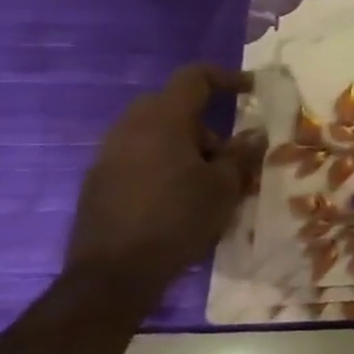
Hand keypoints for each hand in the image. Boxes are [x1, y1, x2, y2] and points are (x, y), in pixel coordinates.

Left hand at [65, 64, 261, 288]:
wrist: (114, 275)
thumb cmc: (179, 219)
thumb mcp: (225, 187)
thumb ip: (241, 154)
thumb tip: (254, 134)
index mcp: (162, 122)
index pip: (194, 78)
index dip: (227, 78)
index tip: (253, 90)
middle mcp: (129, 130)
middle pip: (170, 105)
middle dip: (203, 119)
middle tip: (228, 148)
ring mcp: (108, 156)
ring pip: (152, 132)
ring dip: (183, 144)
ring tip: (208, 177)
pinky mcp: (98, 183)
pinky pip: (137, 156)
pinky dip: (162, 163)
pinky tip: (179, 195)